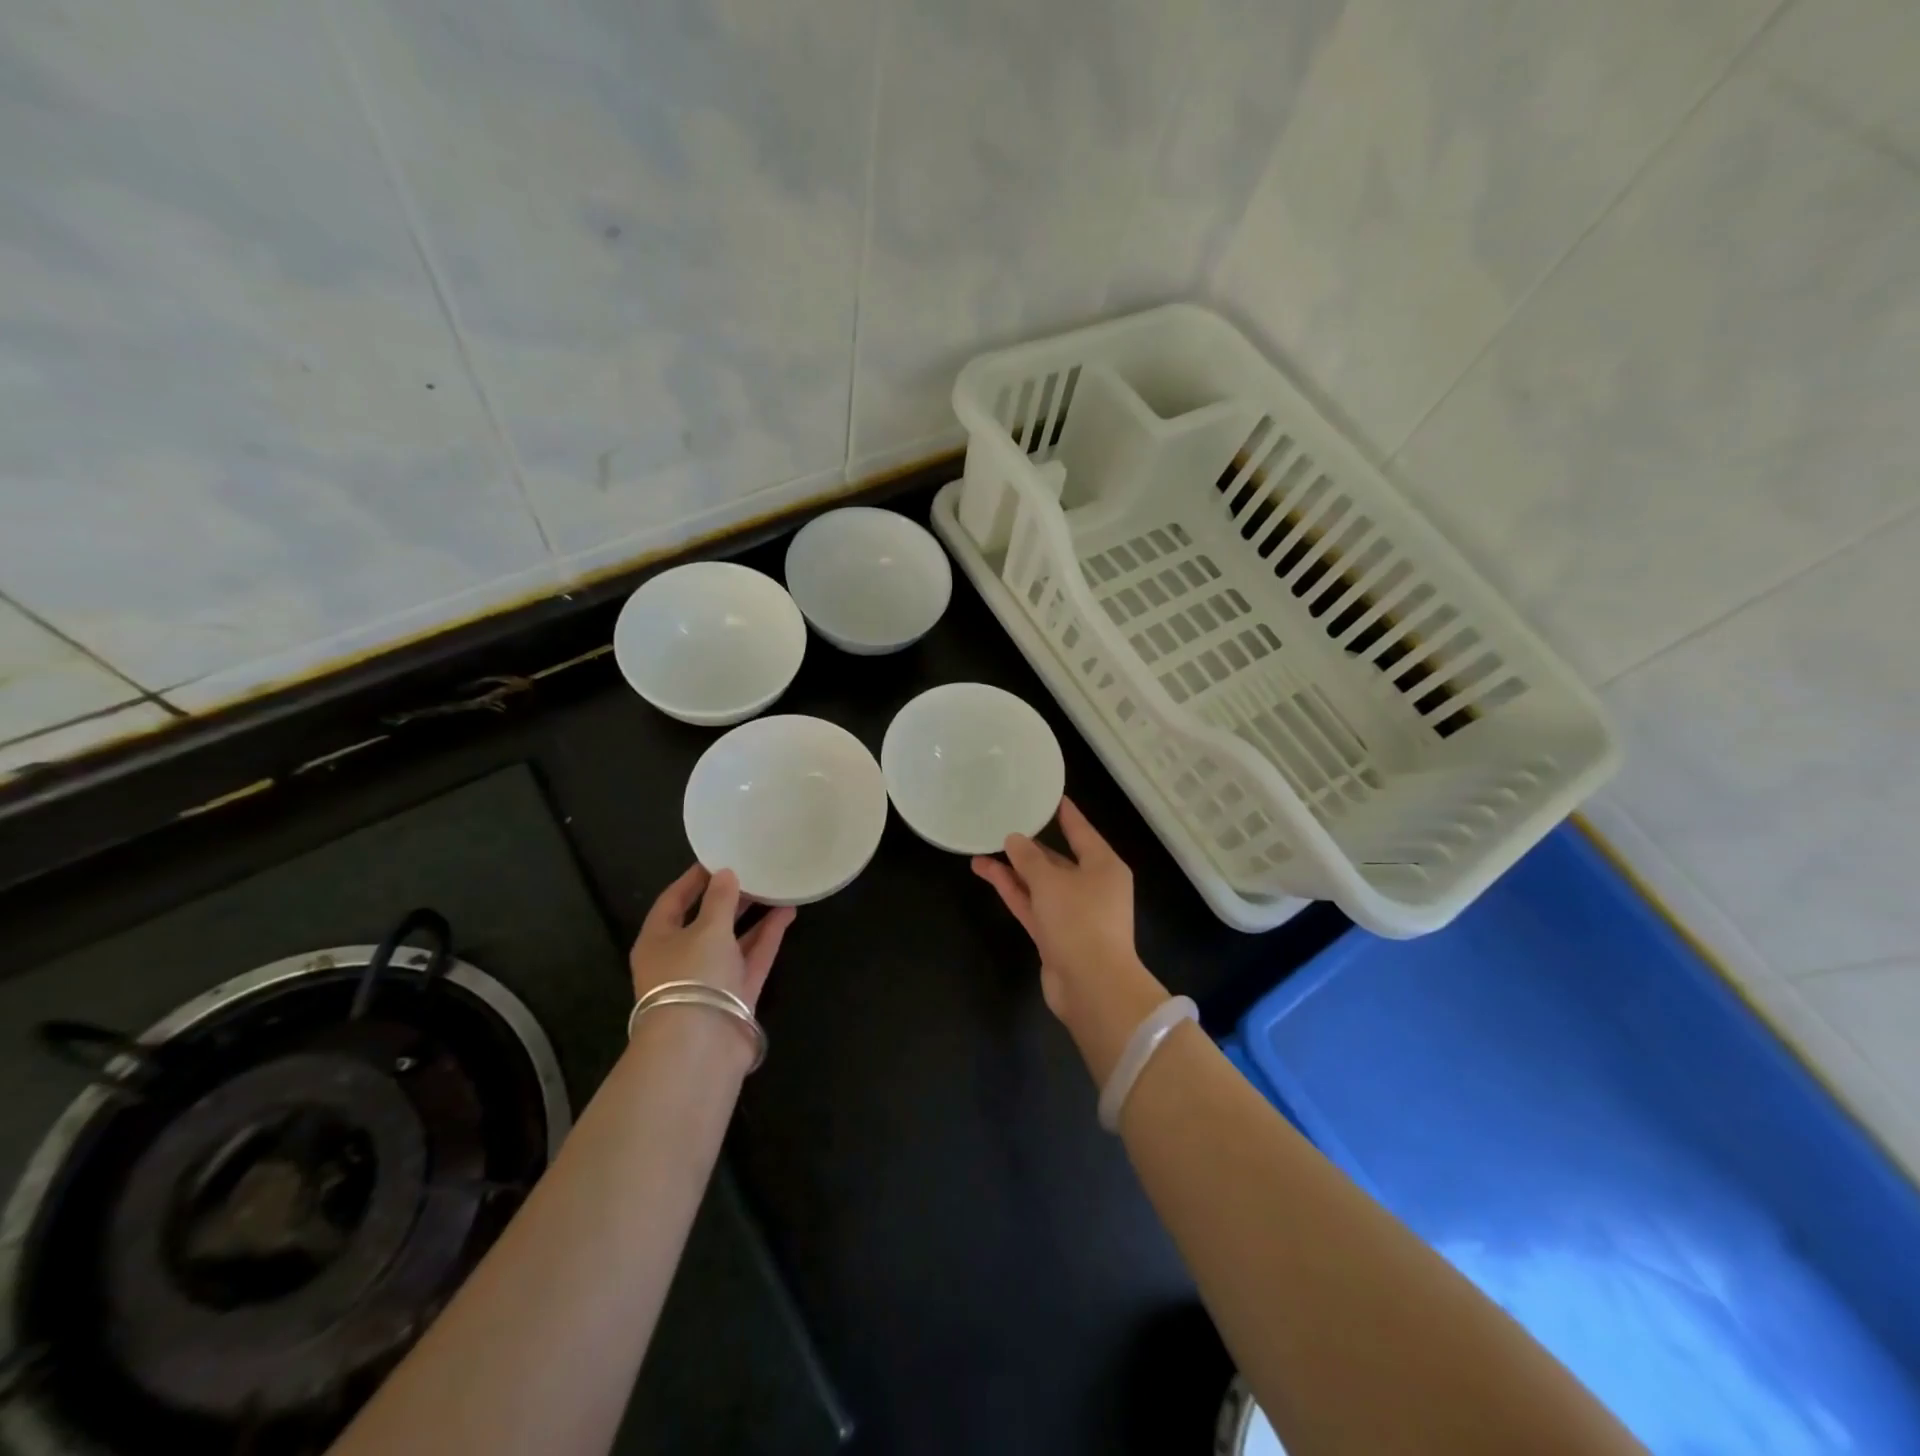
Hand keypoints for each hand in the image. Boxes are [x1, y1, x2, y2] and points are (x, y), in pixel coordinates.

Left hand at [629, 865, 795, 1011]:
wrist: (701, 1046)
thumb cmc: (692, 976)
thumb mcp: (707, 929)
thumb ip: (720, 900)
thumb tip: (725, 874)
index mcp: (658, 941)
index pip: (673, 901)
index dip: (694, 879)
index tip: (718, 858)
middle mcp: (681, 958)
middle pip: (706, 921)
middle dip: (728, 897)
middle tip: (753, 871)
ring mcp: (711, 978)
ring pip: (733, 940)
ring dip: (753, 916)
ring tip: (776, 887)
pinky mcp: (737, 994)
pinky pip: (753, 957)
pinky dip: (768, 936)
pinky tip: (787, 912)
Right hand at [971, 798, 1167, 1081]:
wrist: (1092, 987)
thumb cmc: (1080, 921)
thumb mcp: (1051, 881)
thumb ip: (1029, 858)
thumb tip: (1015, 839)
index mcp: (1103, 866)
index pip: (1081, 831)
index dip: (1064, 813)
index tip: (1048, 795)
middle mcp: (1091, 886)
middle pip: (1058, 859)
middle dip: (1029, 846)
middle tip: (1002, 825)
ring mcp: (1073, 913)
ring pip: (1039, 883)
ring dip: (1013, 869)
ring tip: (980, 851)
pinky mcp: (1056, 935)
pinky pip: (1032, 904)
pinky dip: (1013, 890)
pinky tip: (988, 873)